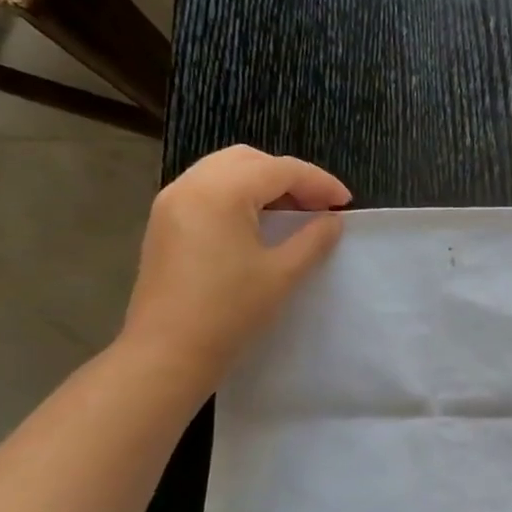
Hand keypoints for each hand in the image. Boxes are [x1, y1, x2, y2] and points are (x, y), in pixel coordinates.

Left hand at [117, 145, 349, 385]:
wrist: (168, 352)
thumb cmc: (230, 312)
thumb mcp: (282, 274)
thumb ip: (313, 240)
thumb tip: (333, 221)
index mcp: (220, 192)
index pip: (279, 170)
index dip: (319, 182)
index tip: (346, 203)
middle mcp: (191, 185)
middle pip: (249, 160)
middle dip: (290, 176)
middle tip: (319, 205)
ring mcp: (171, 202)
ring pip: (225, 171)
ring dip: (263, 183)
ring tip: (293, 213)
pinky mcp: (164, 222)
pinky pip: (207, 190)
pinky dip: (239, 195)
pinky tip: (259, 223)